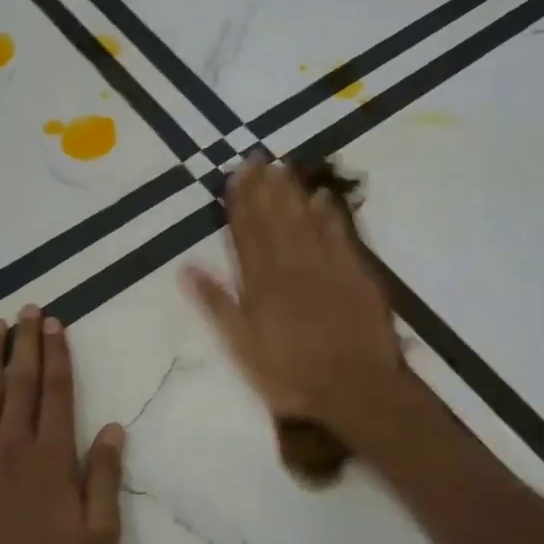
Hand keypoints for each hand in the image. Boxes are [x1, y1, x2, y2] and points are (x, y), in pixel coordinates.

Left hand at [0, 306, 125, 543]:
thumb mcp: (98, 538)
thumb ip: (103, 478)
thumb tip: (112, 428)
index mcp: (51, 459)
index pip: (57, 392)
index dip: (57, 355)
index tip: (54, 324)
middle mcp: (12, 447)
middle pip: (21, 382)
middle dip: (26, 343)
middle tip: (27, 310)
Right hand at [183, 157, 402, 441]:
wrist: (354, 388)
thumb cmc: (290, 374)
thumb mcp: (242, 347)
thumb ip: (217, 304)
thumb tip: (187, 267)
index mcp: (261, 282)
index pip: (246, 232)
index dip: (240, 201)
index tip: (235, 173)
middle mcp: (292, 265)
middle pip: (275, 218)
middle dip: (265, 186)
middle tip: (258, 156)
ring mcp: (326, 266)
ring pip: (306, 220)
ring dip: (293, 192)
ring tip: (282, 166)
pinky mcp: (356, 274)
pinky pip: (339, 235)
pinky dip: (330, 214)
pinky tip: (322, 196)